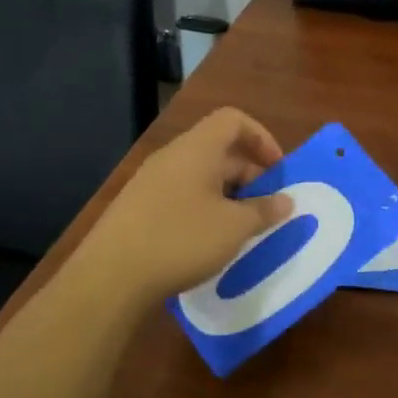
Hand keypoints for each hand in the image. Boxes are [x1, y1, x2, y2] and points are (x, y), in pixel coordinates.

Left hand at [83, 107, 293, 309]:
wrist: (110, 277)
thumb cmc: (181, 240)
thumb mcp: (234, 227)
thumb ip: (264, 210)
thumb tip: (286, 201)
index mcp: (196, 149)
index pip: (233, 120)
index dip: (261, 138)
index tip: (277, 171)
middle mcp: (172, 157)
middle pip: (219, 150)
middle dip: (250, 175)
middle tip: (267, 208)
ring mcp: (151, 183)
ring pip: (201, 177)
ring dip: (229, 196)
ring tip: (243, 229)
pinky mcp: (139, 209)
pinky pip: (182, 197)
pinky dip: (205, 210)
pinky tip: (211, 243)